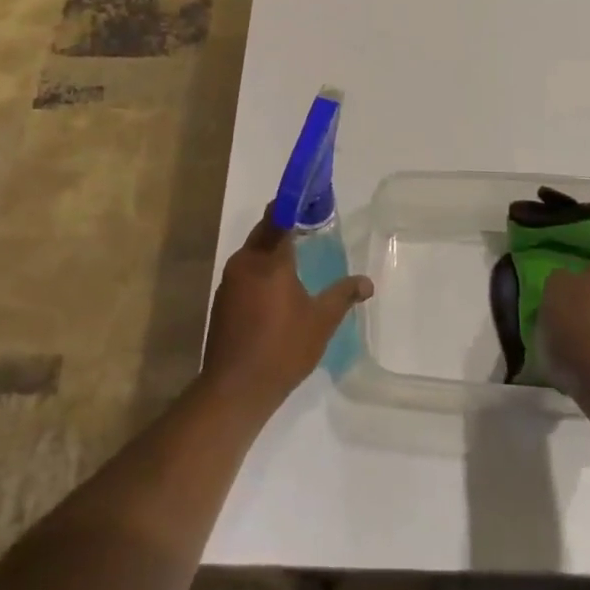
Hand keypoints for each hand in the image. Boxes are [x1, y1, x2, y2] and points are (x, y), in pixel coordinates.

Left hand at [200, 211, 372, 416]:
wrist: (234, 389)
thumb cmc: (282, 349)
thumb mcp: (321, 321)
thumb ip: (343, 296)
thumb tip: (367, 283)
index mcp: (269, 259)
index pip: (280, 216)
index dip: (295, 204)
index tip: (311, 199)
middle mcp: (245, 262)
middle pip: (265, 231)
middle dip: (284, 224)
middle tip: (310, 226)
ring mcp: (229, 282)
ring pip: (253, 253)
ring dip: (272, 249)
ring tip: (298, 255)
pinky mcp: (222, 301)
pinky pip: (245, 273)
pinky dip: (261, 270)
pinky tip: (277, 287)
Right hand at [537, 263, 589, 401]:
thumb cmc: (572, 366)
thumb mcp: (542, 351)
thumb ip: (547, 331)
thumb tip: (554, 332)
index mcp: (559, 284)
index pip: (556, 281)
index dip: (559, 299)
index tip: (560, 320)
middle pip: (589, 279)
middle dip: (589, 296)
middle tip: (587, 324)